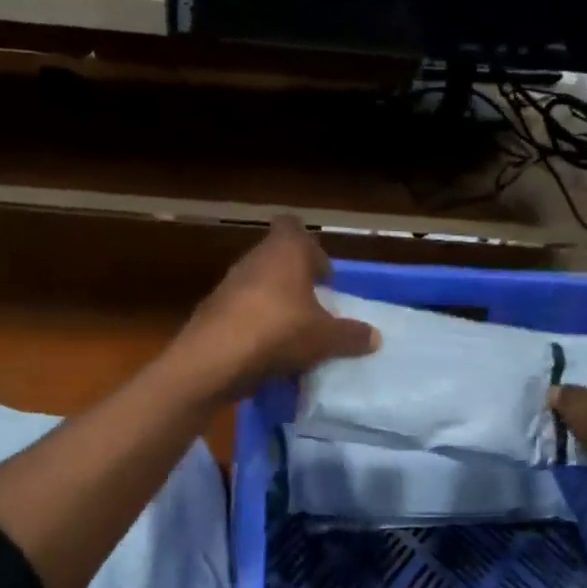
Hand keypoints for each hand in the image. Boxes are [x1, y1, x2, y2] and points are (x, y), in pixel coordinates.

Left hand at [172, 217, 378, 397]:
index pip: (295, 227)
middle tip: (314, 311)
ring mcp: (228, 284)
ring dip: (274, 306)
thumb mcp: (326, 338)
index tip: (324, 278)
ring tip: (292, 336)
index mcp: (285, 250)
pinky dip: (254, 327)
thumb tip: (375, 337)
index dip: (311, 250)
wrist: (214, 359)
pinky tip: (266, 353)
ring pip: (258, 287)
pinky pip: (241, 313)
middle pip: (277, 260)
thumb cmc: (279, 332)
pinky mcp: (211, 312)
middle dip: (296, 283)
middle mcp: (254, 259)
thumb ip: (351, 335)